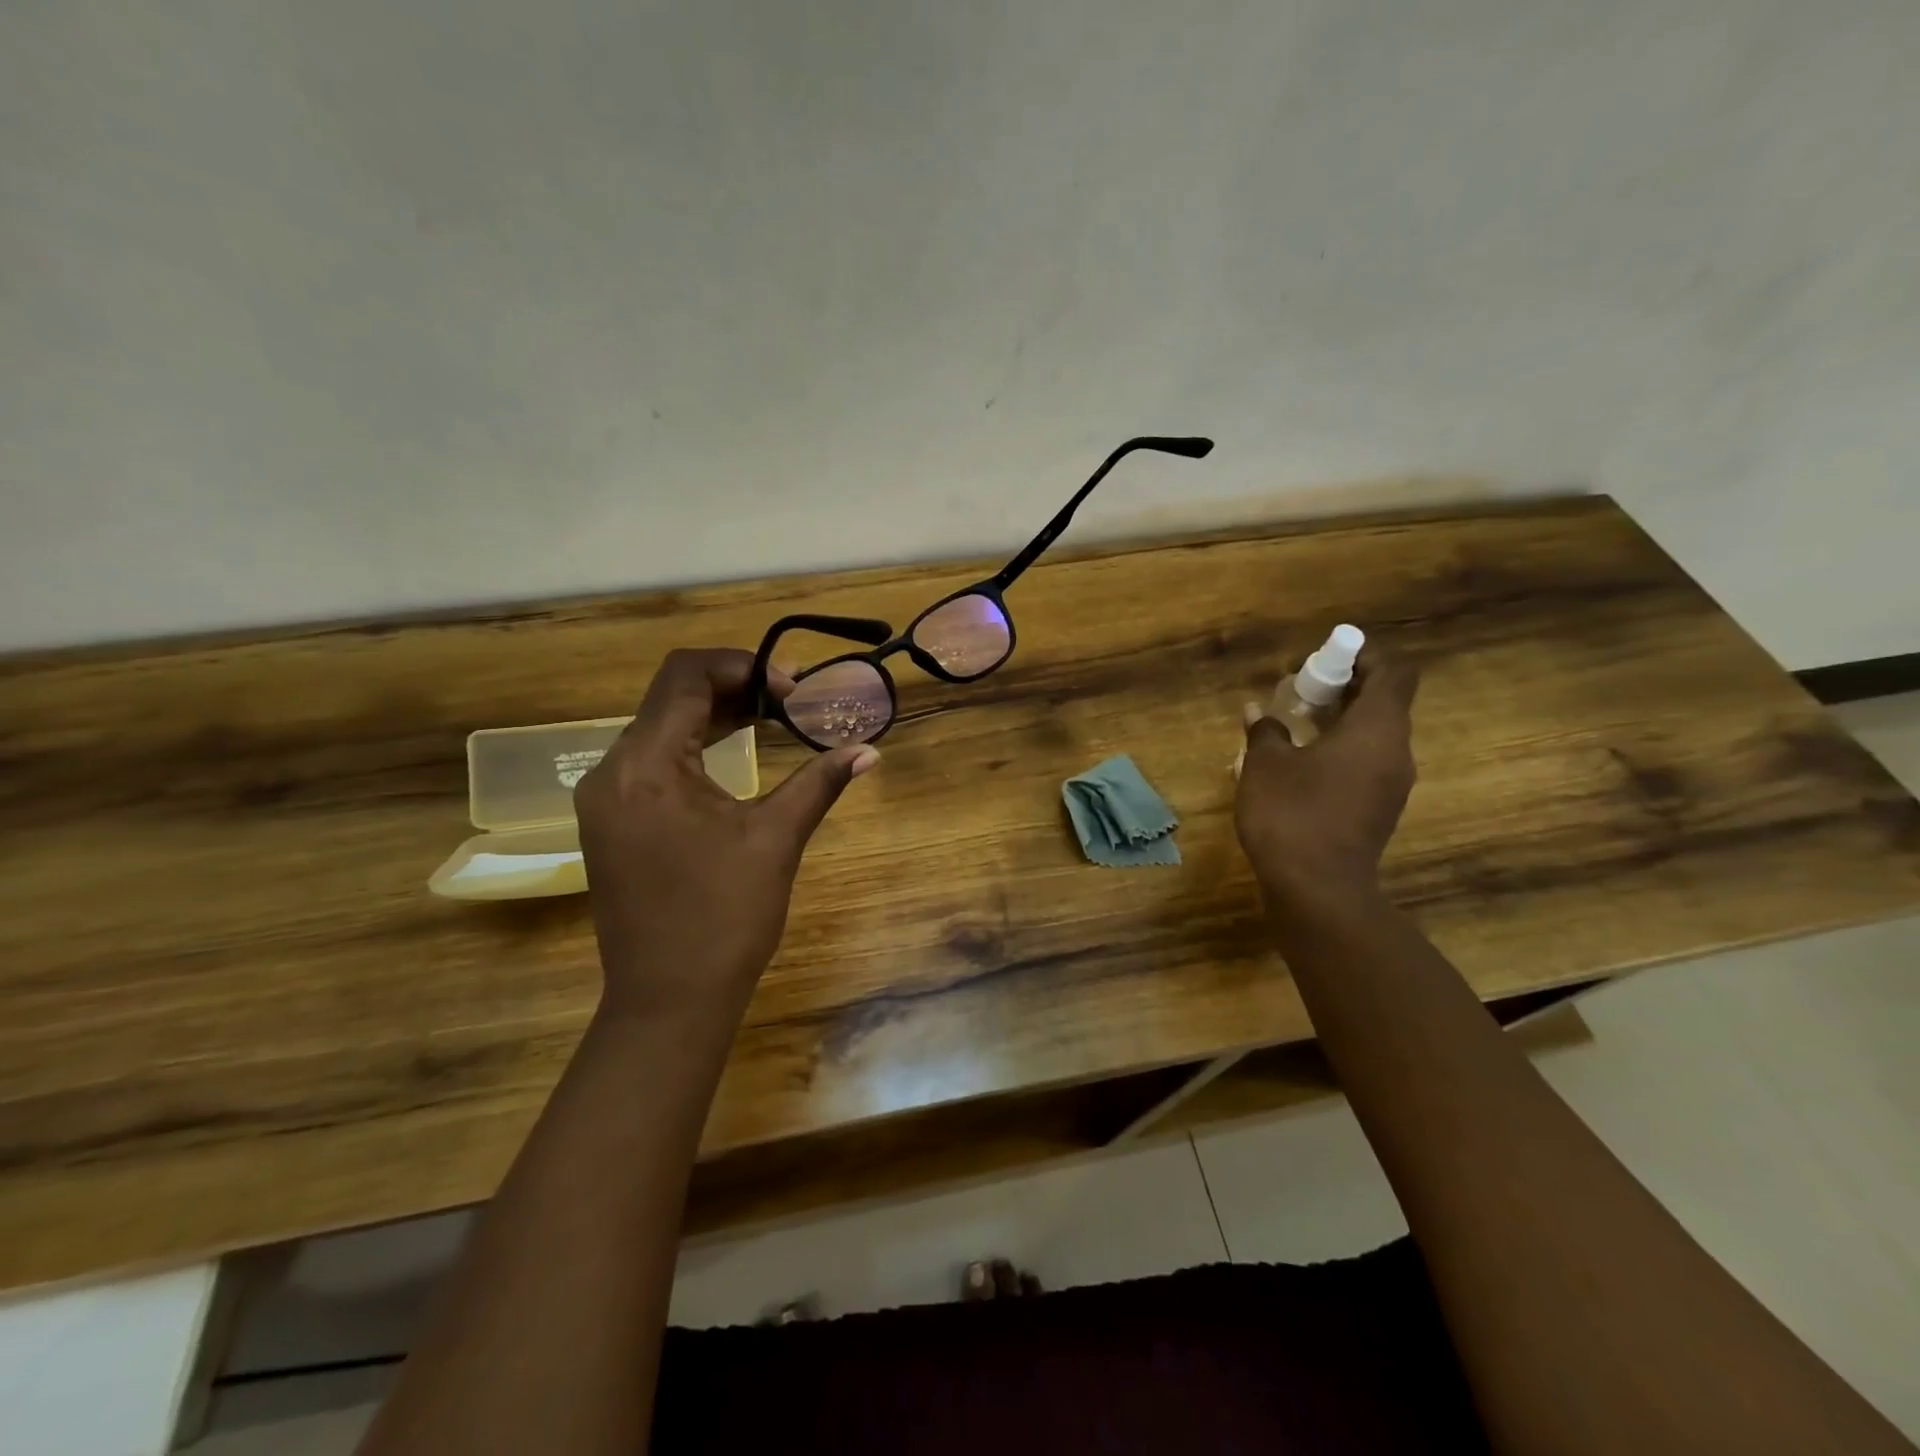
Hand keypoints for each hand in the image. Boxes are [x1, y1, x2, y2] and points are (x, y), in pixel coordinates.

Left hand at [574, 648, 878, 1031]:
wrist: (668, 1001)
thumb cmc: (724, 918)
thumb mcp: (776, 840)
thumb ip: (819, 783)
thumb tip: (869, 751)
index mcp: (646, 766)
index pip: (684, 676)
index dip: (742, 665)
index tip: (791, 688)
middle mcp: (612, 771)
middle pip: (670, 698)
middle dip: (733, 688)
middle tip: (790, 701)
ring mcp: (605, 799)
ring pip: (659, 728)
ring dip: (714, 717)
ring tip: (771, 719)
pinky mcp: (611, 822)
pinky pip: (651, 761)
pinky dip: (695, 748)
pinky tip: (734, 756)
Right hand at [1234, 647, 1419, 914]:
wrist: (1318, 890)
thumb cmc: (1292, 815)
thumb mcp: (1265, 766)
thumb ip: (1265, 731)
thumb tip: (1257, 712)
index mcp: (1376, 730)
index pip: (1393, 673)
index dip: (1364, 657)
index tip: (1325, 658)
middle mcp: (1395, 752)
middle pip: (1383, 702)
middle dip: (1343, 688)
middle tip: (1299, 689)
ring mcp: (1391, 784)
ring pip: (1373, 735)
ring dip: (1339, 721)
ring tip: (1293, 724)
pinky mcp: (1378, 810)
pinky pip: (1366, 763)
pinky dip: (1340, 750)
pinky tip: (1300, 763)